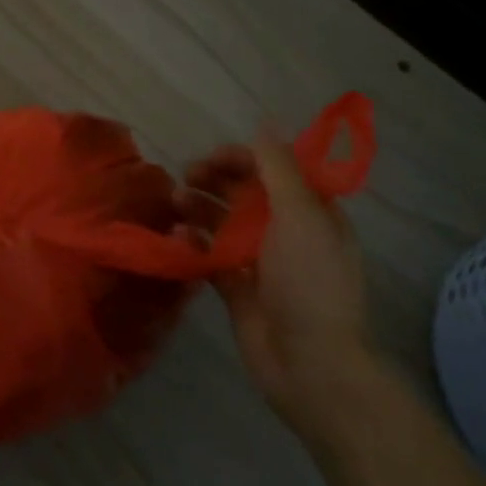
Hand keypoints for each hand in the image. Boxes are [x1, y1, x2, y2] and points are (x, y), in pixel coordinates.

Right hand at [178, 129, 384, 435]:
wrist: (309, 364)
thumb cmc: (309, 282)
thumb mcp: (300, 215)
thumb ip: (279, 168)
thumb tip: (266, 121)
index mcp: (311, 213)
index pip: (275, 170)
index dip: (244, 158)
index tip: (213, 158)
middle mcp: (287, 232)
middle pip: (246, 193)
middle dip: (216, 179)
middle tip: (186, 175)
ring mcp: (260, 261)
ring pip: (224, 221)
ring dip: (200, 207)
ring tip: (175, 202)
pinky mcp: (237, 287)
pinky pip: (210, 255)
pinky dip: (194, 242)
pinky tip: (177, 236)